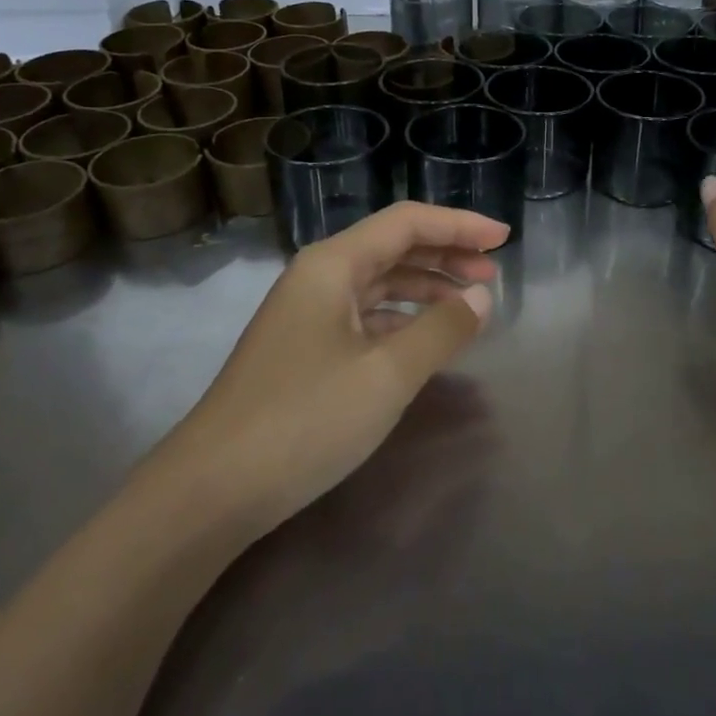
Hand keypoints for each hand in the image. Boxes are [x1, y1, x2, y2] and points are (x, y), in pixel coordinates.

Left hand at [147, 202, 506, 548]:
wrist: (210, 492)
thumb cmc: (304, 420)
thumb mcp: (387, 375)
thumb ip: (441, 330)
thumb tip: (481, 296)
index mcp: (332, 265)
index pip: (407, 223)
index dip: (459, 225)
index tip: (504, 239)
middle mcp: (318, 277)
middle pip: (393, 247)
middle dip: (446, 254)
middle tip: (493, 274)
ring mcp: (307, 314)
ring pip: (379, 283)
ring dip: (426, 287)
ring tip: (469, 305)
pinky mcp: (304, 350)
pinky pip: (365, 316)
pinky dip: (402, 319)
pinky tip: (425, 339)